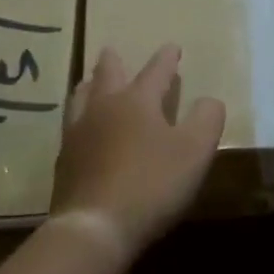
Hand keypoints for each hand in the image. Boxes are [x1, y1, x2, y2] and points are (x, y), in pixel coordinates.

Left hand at [48, 44, 225, 261]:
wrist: (95, 227)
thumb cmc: (152, 183)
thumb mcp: (195, 150)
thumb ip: (207, 119)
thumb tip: (209, 100)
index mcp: (137, 100)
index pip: (155, 71)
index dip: (166, 59)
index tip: (172, 47)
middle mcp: (103, 108)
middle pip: (107, 76)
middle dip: (114, 62)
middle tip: (111, 51)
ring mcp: (78, 134)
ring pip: (81, 98)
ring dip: (89, 86)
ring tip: (89, 83)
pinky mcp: (64, 162)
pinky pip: (70, 127)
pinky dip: (79, 118)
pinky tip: (80, 129)